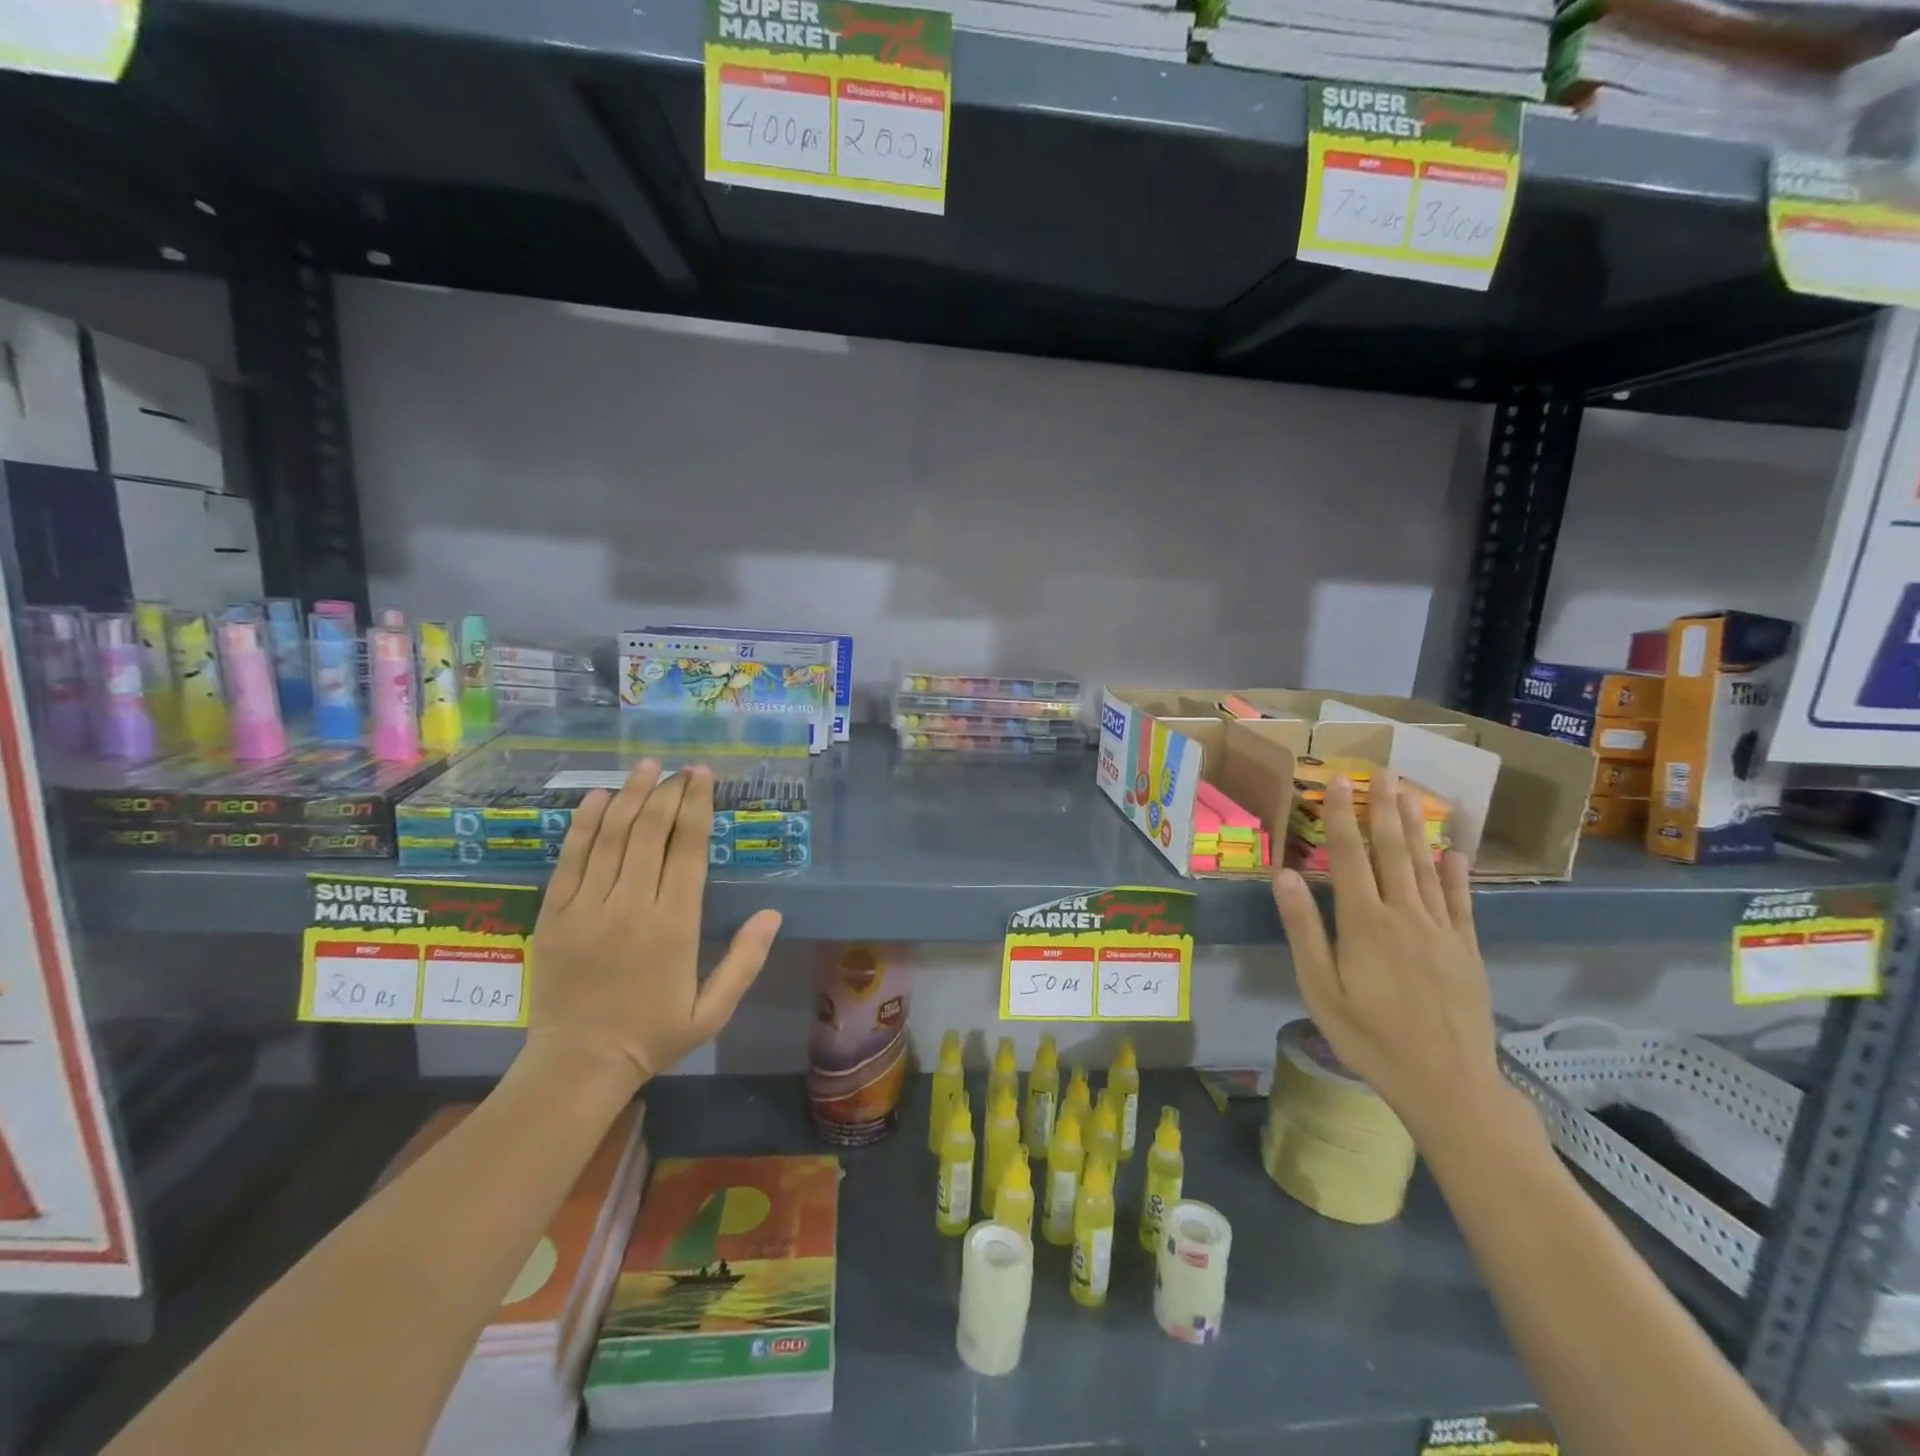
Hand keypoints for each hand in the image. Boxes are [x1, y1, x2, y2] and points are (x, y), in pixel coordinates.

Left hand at [527, 760, 782, 1087]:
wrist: (578, 1064)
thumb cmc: (654, 1035)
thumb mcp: (713, 1009)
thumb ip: (745, 960)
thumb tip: (773, 914)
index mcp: (674, 924)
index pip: (687, 849)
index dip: (697, 806)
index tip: (702, 776)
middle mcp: (631, 906)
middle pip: (650, 832)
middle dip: (668, 792)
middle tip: (680, 769)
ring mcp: (588, 907)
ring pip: (612, 837)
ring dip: (631, 796)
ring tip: (645, 767)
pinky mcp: (555, 914)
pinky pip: (571, 859)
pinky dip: (585, 825)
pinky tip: (598, 798)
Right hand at [1270, 769, 1511, 1152]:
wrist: (1447, 1084)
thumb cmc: (1369, 1037)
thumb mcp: (1320, 988)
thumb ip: (1304, 930)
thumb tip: (1285, 876)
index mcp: (1364, 923)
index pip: (1349, 856)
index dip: (1341, 815)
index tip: (1338, 780)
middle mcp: (1404, 915)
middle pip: (1393, 851)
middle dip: (1384, 808)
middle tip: (1383, 771)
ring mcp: (1441, 930)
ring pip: (1426, 867)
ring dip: (1416, 828)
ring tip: (1410, 794)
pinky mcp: (1466, 949)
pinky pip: (1461, 901)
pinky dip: (1456, 874)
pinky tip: (1455, 852)